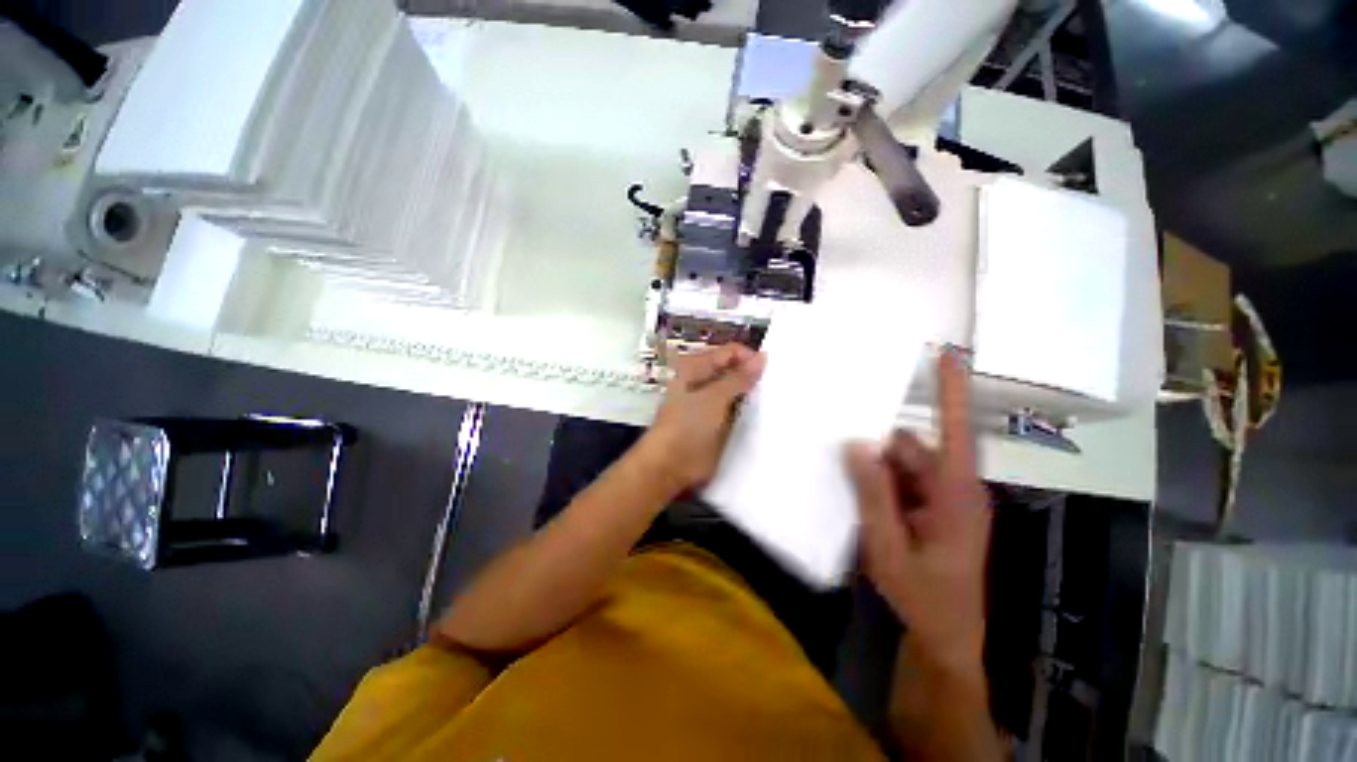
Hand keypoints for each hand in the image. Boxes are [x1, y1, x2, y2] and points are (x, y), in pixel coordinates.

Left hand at [640, 344, 765, 493]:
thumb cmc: (686, 427)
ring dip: (753, 395)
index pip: (730, 352)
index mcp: (695, 367)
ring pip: (738, 391)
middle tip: (779, 387)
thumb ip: (738, 378)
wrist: (670, 467)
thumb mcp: (713, 399)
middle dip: (754, 376)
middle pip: (734, 370)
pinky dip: (750, 411)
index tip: (771, 372)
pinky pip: (738, 410)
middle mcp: (703, 381)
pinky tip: (767, 415)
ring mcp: (711, 403)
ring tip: (777, 400)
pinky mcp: (718, 422)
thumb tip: (762, 357)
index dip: (750, 358)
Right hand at [845, 351, 991, 675]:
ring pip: (901, 466)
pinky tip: (858, 501)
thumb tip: (857, 444)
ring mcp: (943, 501)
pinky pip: (901, 483)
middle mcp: (953, 489)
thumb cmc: (924, 598)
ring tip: (846, 489)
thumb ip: (873, 494)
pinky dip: (878, 486)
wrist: (945, 640)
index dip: (952, 390)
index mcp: (955, 494)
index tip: (948, 353)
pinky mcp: (932, 511)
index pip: (955, 430)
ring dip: (874, 474)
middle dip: (875, 455)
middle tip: (837, 456)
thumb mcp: (889, 547)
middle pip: (910, 450)